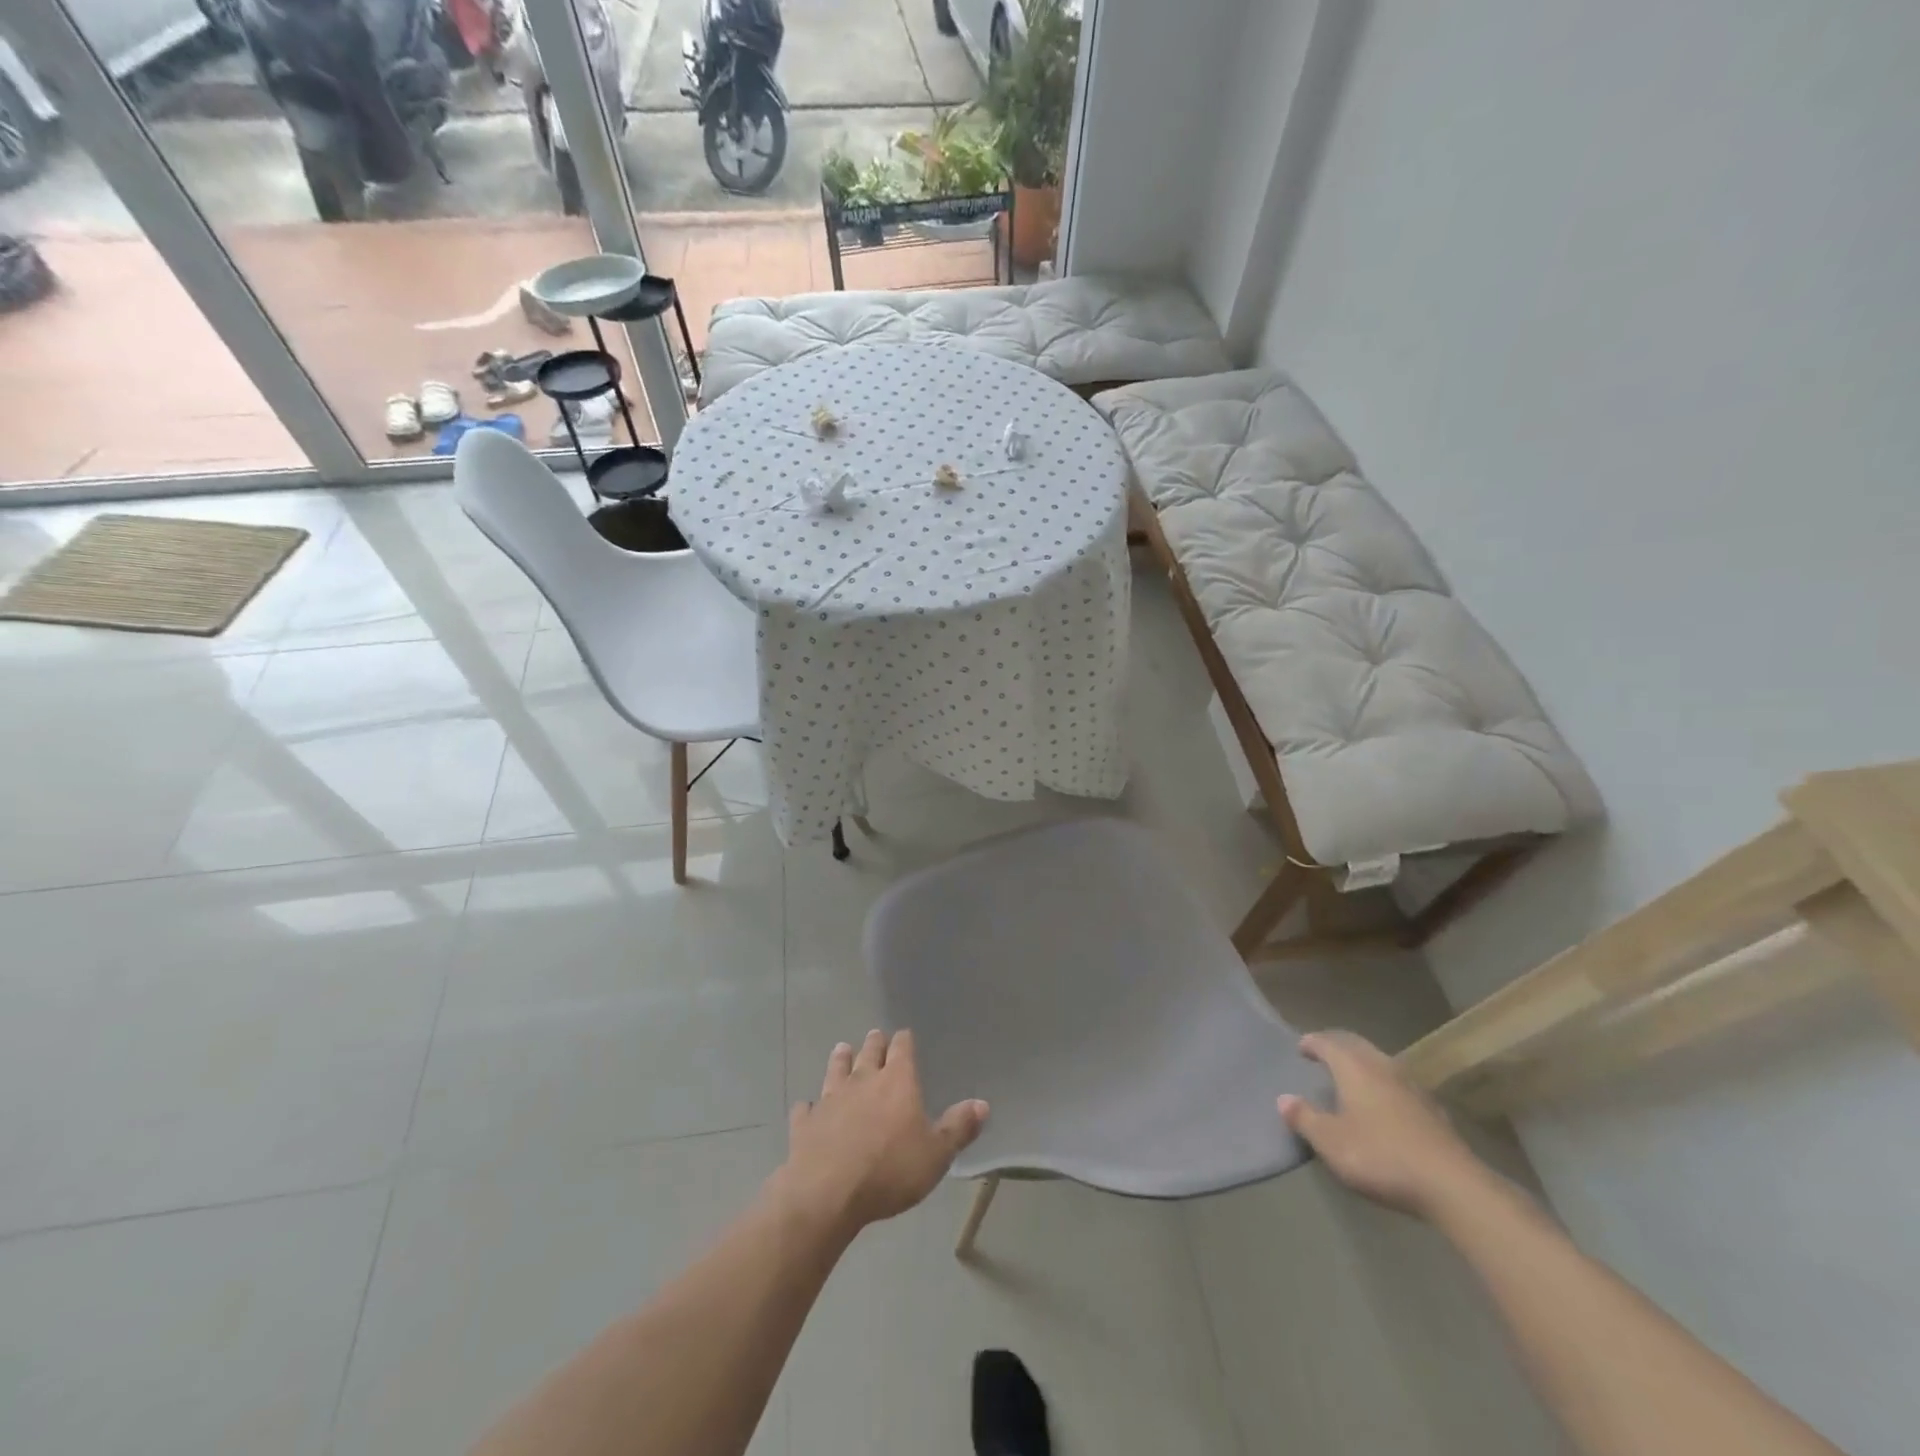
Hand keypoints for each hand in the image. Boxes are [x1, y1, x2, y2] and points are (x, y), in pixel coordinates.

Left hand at [778, 1030, 988, 1239]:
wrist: (828, 1193)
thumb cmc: (890, 1170)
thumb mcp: (936, 1154)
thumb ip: (958, 1127)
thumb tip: (982, 1104)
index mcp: (897, 1081)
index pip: (902, 1048)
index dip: (904, 1040)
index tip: (905, 1035)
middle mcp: (863, 1080)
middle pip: (869, 1052)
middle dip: (874, 1043)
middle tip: (876, 1036)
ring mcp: (831, 1099)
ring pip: (836, 1070)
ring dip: (840, 1060)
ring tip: (842, 1049)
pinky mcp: (806, 1123)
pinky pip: (806, 1108)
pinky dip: (808, 1106)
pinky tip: (807, 1107)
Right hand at [1278, 1030, 1488, 1218]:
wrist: (1453, 1186)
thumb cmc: (1381, 1156)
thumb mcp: (1331, 1142)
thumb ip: (1305, 1118)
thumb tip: (1283, 1098)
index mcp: (1354, 1068)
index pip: (1328, 1042)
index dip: (1312, 1042)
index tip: (1301, 1048)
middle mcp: (1383, 1067)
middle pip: (1356, 1044)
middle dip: (1337, 1045)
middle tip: (1323, 1053)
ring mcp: (1412, 1087)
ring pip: (1380, 1061)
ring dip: (1362, 1062)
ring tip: (1351, 1076)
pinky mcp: (1433, 1110)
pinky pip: (1399, 1084)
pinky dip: (1384, 1084)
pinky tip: (1385, 1103)